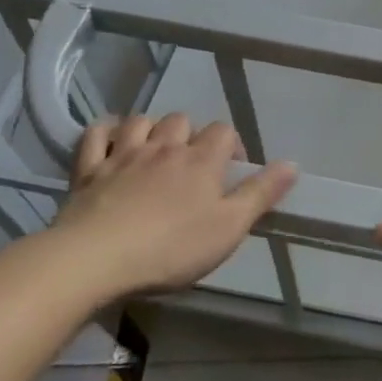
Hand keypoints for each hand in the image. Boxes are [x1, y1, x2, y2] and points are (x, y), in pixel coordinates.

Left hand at [52, 113, 296, 300]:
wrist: (94, 260)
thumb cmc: (170, 248)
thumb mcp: (228, 228)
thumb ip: (261, 194)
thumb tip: (293, 164)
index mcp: (201, 160)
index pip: (224, 132)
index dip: (231, 145)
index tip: (231, 170)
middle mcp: (164, 147)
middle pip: (182, 120)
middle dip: (190, 134)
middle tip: (190, 164)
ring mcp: (123, 155)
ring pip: (141, 121)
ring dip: (149, 130)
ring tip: (153, 151)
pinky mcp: (88, 171)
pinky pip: (95, 135)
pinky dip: (104, 132)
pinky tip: (109, 141)